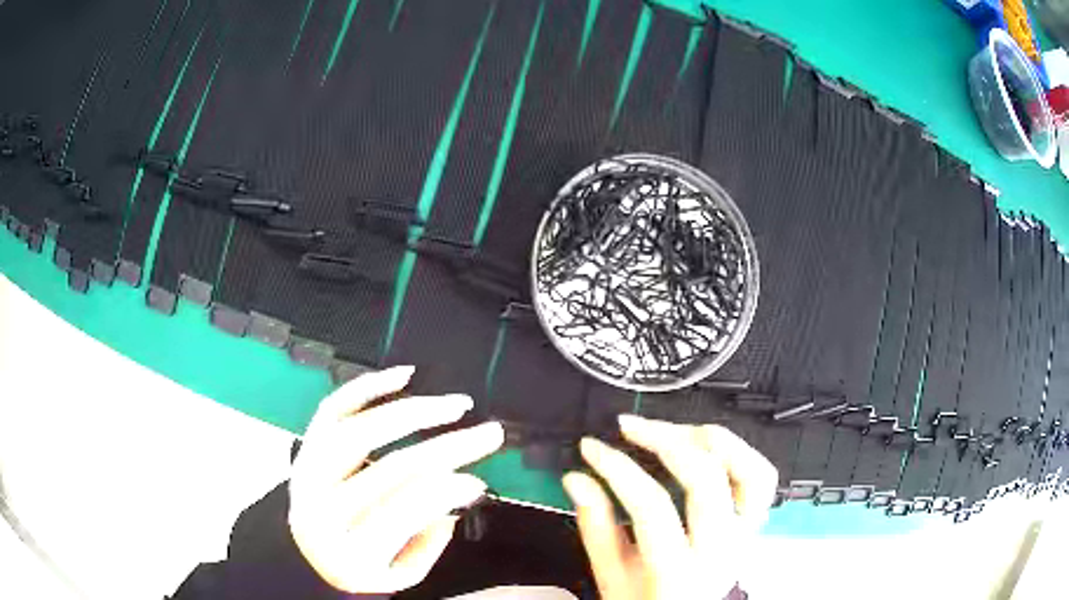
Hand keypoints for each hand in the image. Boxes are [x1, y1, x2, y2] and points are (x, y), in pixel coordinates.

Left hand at [289, 366, 504, 593]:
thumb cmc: (358, 568)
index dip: (446, 491)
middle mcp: (323, 506)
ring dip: (412, 412)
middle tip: (488, 433)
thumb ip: (429, 542)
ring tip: (454, 405)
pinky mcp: (306, 445)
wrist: (302, 553)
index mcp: (349, 549)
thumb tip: (455, 493)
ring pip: (360, 429)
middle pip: (391, 468)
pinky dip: (367, 387)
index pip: (403, 511)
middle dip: (448, 448)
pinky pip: (333, 407)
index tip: (479, 479)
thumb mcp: (400, 575)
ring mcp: (309, 470)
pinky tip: (402, 375)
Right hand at [563, 416, 777, 599]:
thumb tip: (577, 478)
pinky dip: (739, 452)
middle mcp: (721, 550)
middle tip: (630, 426)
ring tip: (674, 430)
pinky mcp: (755, 523)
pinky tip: (707, 446)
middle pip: (706, 479)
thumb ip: (595, 526)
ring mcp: (746, 534)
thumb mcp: (611, 576)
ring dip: (712, 440)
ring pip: (750, 471)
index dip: (618, 468)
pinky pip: (762, 477)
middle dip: (665, 440)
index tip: (592, 447)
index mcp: (677, 572)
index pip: (652, 507)